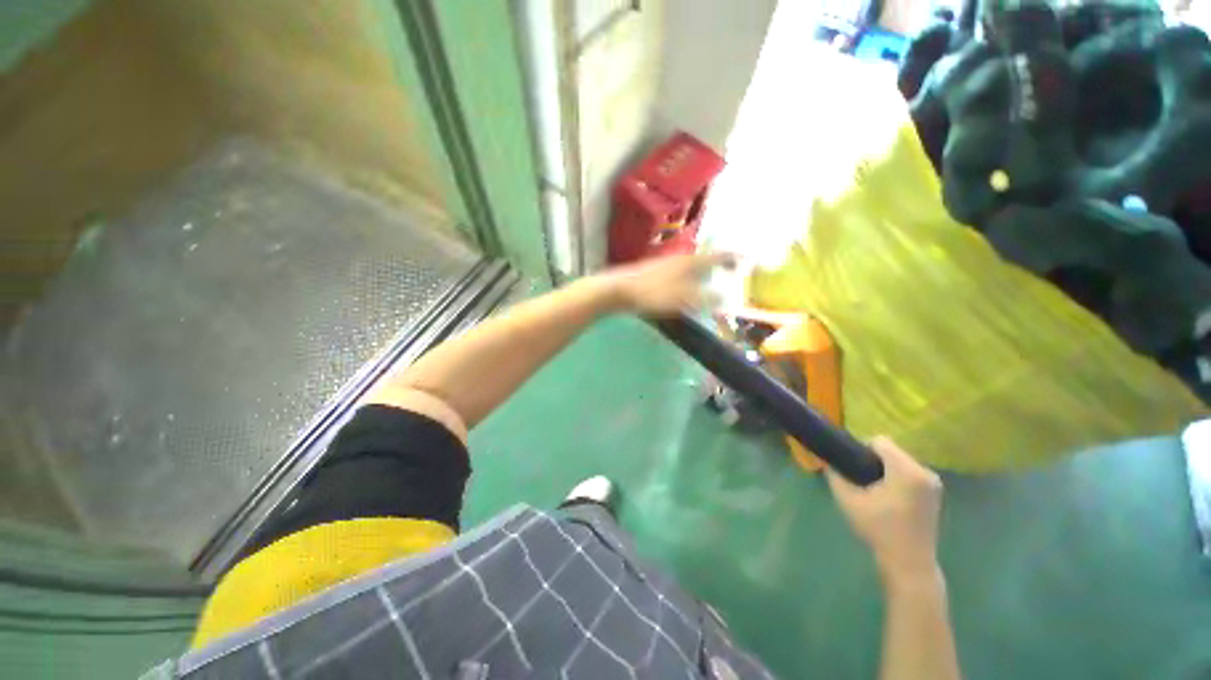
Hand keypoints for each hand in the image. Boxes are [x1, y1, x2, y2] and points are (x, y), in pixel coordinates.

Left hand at [601, 252, 736, 316]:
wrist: (618, 290)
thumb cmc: (652, 293)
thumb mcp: (681, 298)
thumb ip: (704, 297)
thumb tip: (725, 296)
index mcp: (688, 262)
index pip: (716, 256)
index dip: (731, 256)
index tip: (747, 257)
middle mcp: (679, 259)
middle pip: (704, 259)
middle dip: (719, 263)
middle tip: (732, 270)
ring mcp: (665, 265)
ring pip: (690, 266)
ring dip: (704, 271)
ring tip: (713, 279)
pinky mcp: (655, 273)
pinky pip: (680, 273)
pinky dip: (690, 278)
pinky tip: (686, 287)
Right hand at [826, 437, 943, 584]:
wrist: (909, 563)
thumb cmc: (878, 530)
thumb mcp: (848, 500)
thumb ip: (835, 475)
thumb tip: (827, 461)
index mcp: (906, 470)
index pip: (880, 441)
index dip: (861, 448)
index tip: (852, 465)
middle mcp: (925, 471)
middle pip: (892, 451)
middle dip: (873, 460)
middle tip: (860, 479)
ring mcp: (933, 483)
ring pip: (901, 462)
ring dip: (885, 469)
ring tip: (873, 489)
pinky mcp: (935, 494)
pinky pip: (910, 473)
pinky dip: (897, 478)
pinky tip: (888, 497)